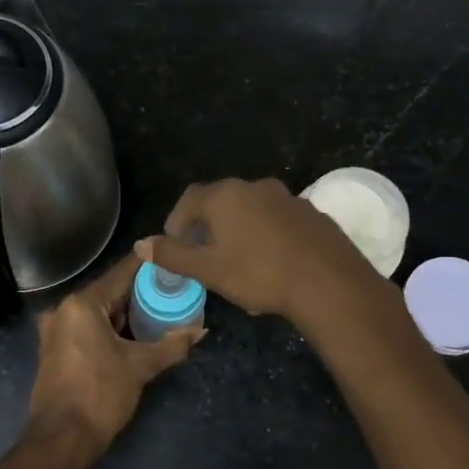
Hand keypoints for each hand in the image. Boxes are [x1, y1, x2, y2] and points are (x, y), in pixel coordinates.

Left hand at [24, 252, 203, 462]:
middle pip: (108, 291)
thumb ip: (171, 345)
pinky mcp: (55, 349)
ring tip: (158, 307)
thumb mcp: (140, 367)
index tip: (170, 255)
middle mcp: (64, 309)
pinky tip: (133, 332)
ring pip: (97, 311)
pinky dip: (109, 327)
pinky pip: (87, 327)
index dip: (147, 265)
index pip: (121, 273)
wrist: (61, 439)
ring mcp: (55, 330)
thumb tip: (200, 330)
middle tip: (171, 286)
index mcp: (82, 304)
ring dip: (124, 311)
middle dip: (138, 291)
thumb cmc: (100, 394)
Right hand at [137, 177, 385, 327]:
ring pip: (251, 210)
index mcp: (225, 195)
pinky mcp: (312, 214)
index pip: (189, 199)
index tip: (176, 246)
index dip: (177, 221)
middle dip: (207, 226)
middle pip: (221, 201)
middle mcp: (255, 187)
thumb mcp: (208, 269)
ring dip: (239, 229)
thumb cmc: (259, 273)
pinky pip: (278, 220)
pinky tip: (272, 262)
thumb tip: (141, 244)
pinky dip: (267, 234)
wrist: (327, 282)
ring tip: (238, 261)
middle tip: (204, 255)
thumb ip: (173, 255)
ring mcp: (288, 197)